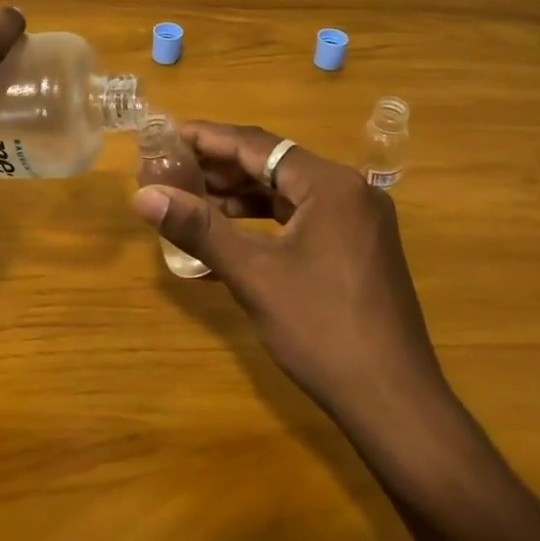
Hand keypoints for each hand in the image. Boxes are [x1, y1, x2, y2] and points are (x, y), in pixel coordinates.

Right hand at [130, 123, 444, 431]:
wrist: (395, 404)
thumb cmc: (322, 331)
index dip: (207, 138)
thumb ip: (199, 229)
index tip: (166, 136)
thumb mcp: (254, 276)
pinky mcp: (358, 248)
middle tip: (171, 169)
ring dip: (240, 197)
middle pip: (273, 165)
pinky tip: (229, 237)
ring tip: (191, 200)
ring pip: (287, 193)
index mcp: (330, 184)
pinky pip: (302, 219)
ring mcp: (358, 221)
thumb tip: (144, 195)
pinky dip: (265, 223)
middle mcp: (349, 190)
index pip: (257, 145)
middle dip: (220, 168)